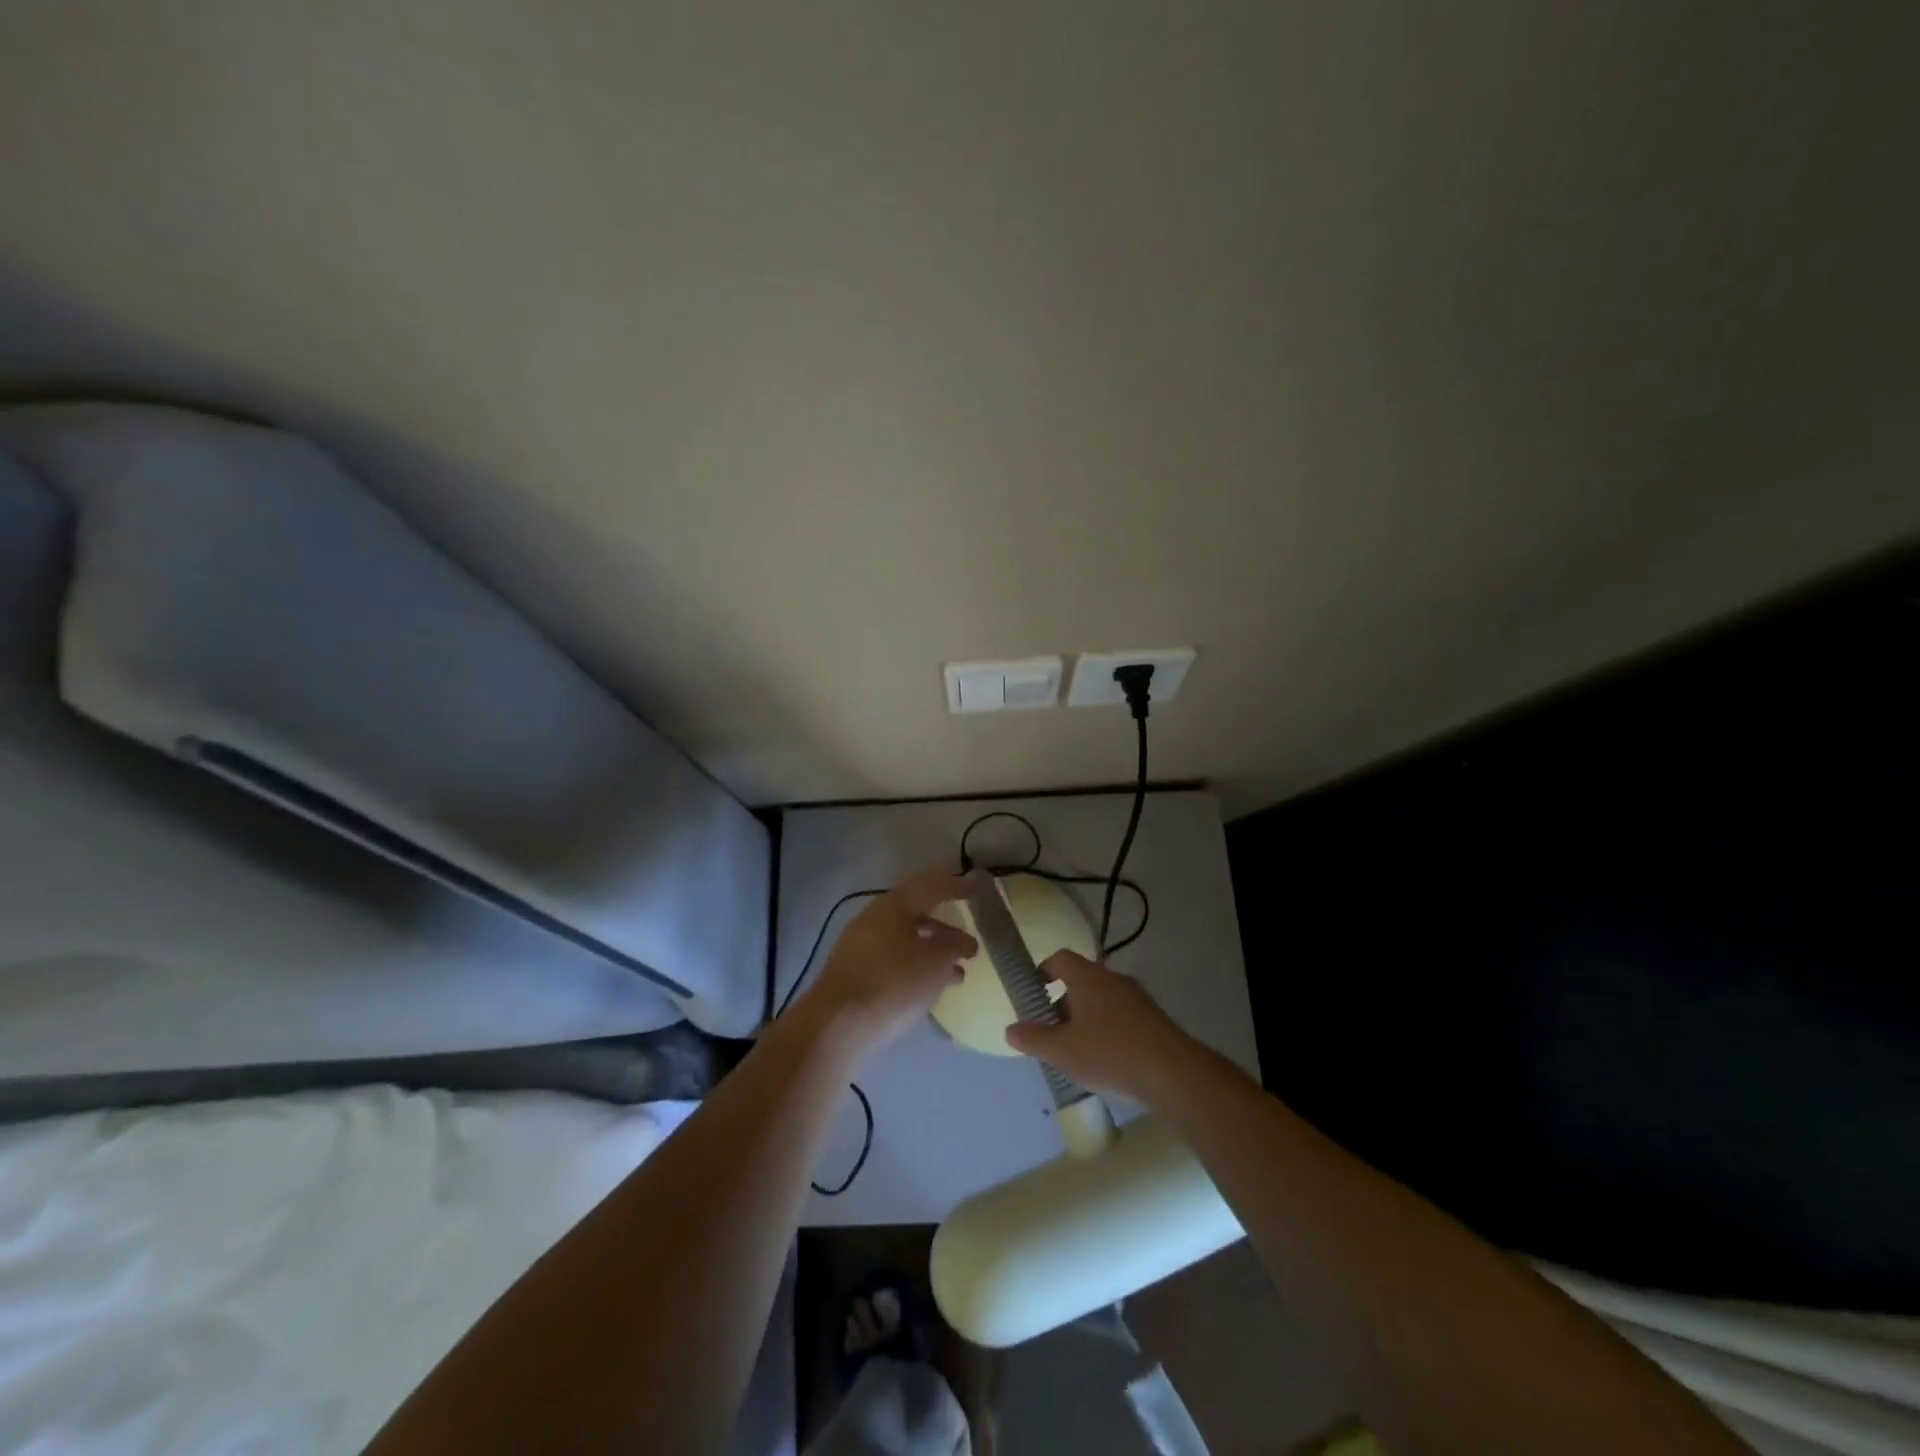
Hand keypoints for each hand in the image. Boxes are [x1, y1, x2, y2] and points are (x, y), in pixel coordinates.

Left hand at [798, 867, 977, 1058]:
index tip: (977, 888)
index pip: (930, 885)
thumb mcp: (935, 962)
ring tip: (959, 973)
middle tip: (970, 942)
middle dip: (946, 927)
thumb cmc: (892, 983)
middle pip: (916, 913)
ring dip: (933, 952)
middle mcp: (874, 918)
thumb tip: (961, 941)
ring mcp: (860, 946)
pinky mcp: (854, 974)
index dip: (956, 885)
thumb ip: (953, 946)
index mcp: (893, 905)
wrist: (836, 1026)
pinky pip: (894, 961)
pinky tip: (932, 988)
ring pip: (905, 940)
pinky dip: (916, 968)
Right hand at [1004, 951, 1203, 1103]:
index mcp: (1088, 977)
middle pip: (1081, 980)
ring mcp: (1137, 997)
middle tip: (1051, 1031)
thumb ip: (1034, 1038)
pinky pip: (1122, 1015)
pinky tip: (1106, 1060)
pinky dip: (1108, 1029)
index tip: (1033, 993)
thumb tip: (1010, 1030)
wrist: (1174, 1074)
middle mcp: (1113, 979)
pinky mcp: (1154, 1018)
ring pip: (1102, 999)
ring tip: (1077, 1050)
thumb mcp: (1062, 1051)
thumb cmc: (1110, 1053)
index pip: (1060, 958)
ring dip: (1086, 1018)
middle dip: (1063, 1002)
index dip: (1043, 971)